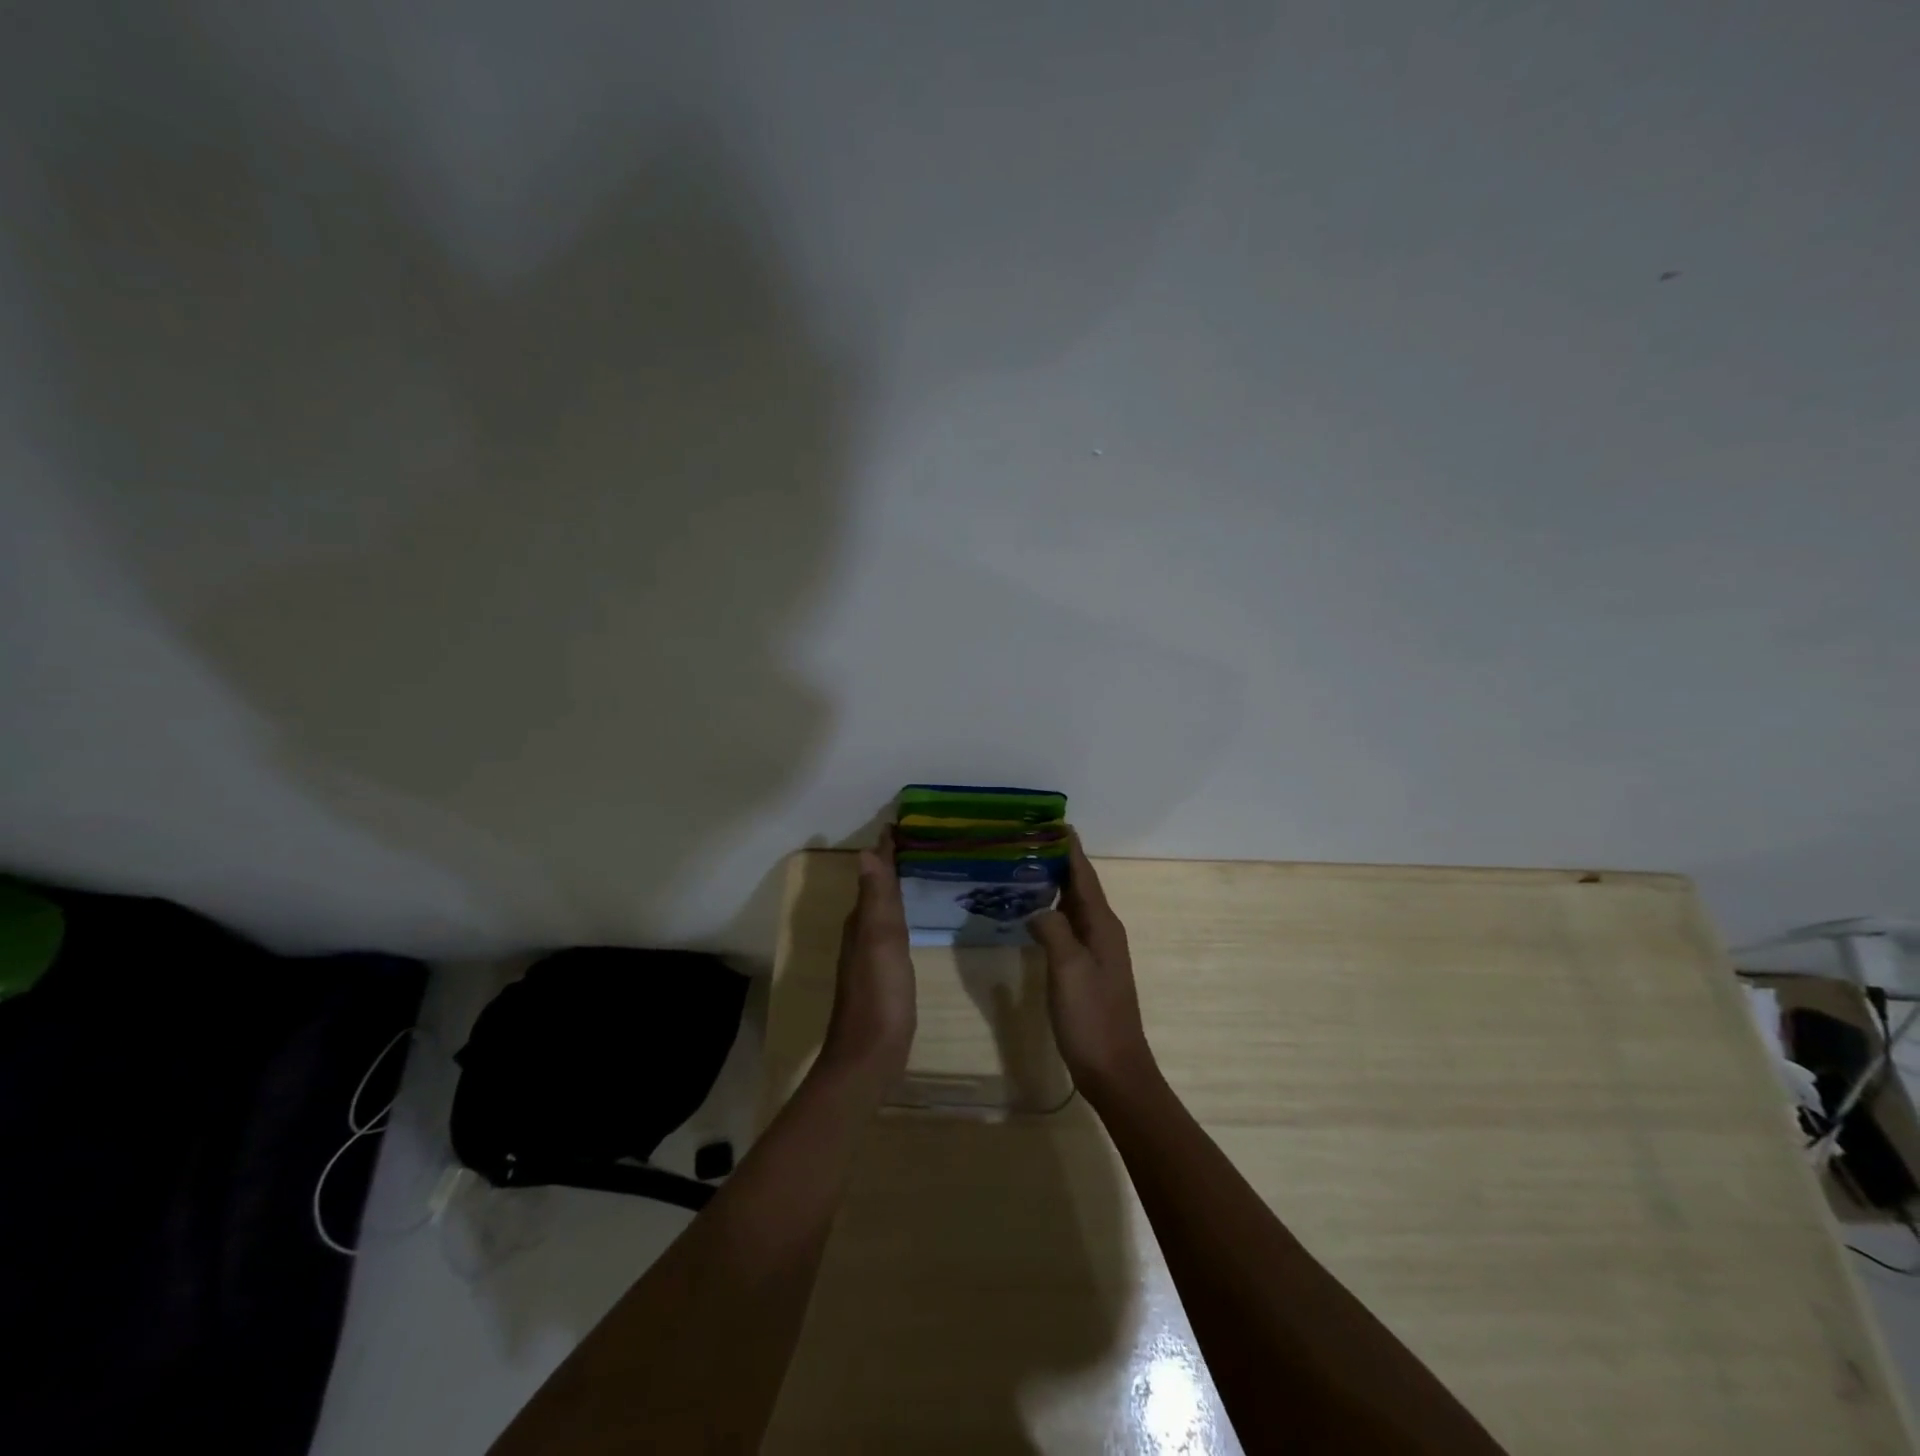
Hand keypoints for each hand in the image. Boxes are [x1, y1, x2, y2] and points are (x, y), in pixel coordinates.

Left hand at [820, 830, 916, 1081]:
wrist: (870, 1055)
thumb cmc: (880, 995)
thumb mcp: (880, 941)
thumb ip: (876, 899)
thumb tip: (866, 852)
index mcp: (861, 922)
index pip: (873, 875)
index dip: (885, 851)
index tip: (899, 825)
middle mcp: (860, 933)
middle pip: (875, 889)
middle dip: (889, 864)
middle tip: (914, 842)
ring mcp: (868, 956)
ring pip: (880, 910)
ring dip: (893, 889)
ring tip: (915, 872)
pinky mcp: (881, 976)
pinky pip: (889, 931)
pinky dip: (897, 915)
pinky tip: (909, 921)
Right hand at [1029, 833, 1154, 1099]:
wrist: (1114, 1069)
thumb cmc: (1092, 1017)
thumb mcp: (1068, 969)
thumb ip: (1053, 930)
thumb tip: (1036, 908)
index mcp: (1102, 925)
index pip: (1084, 875)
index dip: (1069, 848)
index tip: (1052, 821)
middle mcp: (1102, 931)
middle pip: (1080, 885)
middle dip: (1058, 860)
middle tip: (1027, 839)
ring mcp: (1096, 950)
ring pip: (1074, 905)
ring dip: (1054, 884)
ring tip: (1025, 866)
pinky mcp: (1086, 968)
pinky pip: (1068, 926)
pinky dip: (1052, 910)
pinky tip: (1033, 912)